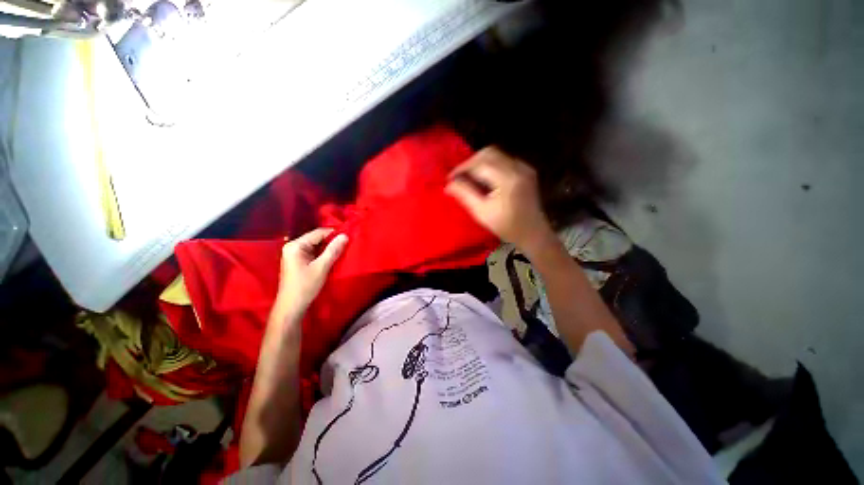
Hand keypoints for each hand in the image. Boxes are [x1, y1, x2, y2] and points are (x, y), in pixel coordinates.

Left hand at [271, 228, 348, 323]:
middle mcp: (293, 246)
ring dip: (329, 248)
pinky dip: (323, 253)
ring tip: (342, 250)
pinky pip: (313, 252)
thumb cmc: (305, 286)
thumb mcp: (322, 267)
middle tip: (347, 244)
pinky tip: (333, 257)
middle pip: (317, 238)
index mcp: (295, 245)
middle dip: (332, 241)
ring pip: (316, 245)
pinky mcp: (298, 261)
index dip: (334, 234)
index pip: (318, 233)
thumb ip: (333, 250)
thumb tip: (345, 235)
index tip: (349, 237)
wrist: (292, 306)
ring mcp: (294, 254)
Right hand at [445, 147, 555, 255]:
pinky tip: (484, 178)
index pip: (480, 164)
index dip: (462, 168)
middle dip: (470, 162)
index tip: (450, 178)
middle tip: (459, 177)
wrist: (534, 233)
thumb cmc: (507, 227)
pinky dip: (490, 165)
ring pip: (496, 154)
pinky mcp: (526, 170)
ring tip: (469, 178)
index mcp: (508, 179)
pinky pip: (504, 160)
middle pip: (488, 152)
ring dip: (479, 162)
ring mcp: (524, 167)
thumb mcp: (482, 213)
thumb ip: (465, 195)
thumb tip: (448, 184)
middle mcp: (518, 167)